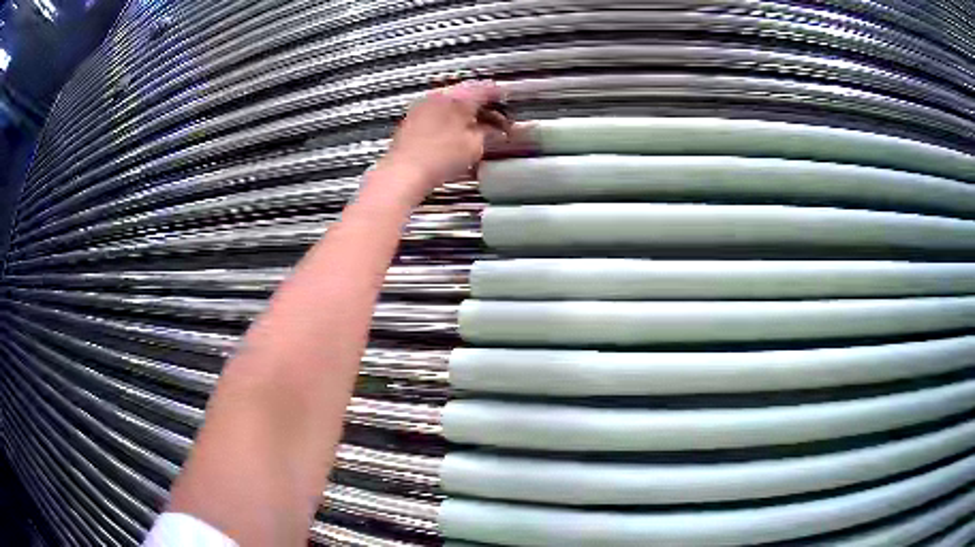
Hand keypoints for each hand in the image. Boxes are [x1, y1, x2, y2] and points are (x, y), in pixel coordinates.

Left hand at [372, 80, 509, 205]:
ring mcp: (422, 107)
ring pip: (450, 103)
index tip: (505, 100)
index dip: (499, 95)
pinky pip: (436, 113)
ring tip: (474, 129)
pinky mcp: (411, 121)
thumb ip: (488, 133)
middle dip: (481, 105)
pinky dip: (448, 120)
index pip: (485, 89)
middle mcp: (438, 97)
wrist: (404, 172)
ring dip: (464, 113)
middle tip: (494, 118)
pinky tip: (453, 136)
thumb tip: (493, 130)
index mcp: (458, 98)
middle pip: (466, 94)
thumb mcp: (475, 146)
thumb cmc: (437, 158)